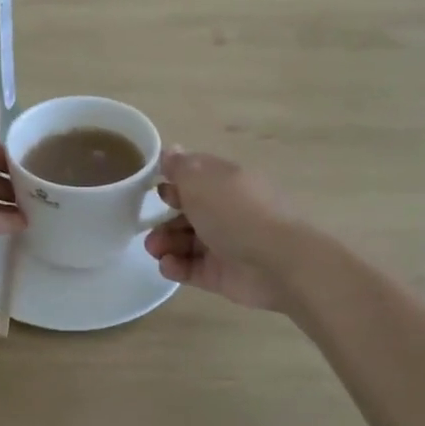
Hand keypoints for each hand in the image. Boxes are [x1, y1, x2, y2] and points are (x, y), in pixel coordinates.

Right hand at [144, 149, 305, 311]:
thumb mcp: (201, 179)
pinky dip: (176, 266)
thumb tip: (170, 151)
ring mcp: (225, 244)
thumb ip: (180, 167)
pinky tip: (168, 265)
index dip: (173, 181)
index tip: (154, 189)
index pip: (196, 177)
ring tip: (155, 249)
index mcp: (227, 182)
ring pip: (186, 241)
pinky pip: (192, 268)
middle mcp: (227, 211)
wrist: (276, 262)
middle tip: (148, 226)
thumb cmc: (236, 212)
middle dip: (164, 218)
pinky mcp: (222, 274)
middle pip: (188, 212)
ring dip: (165, 243)